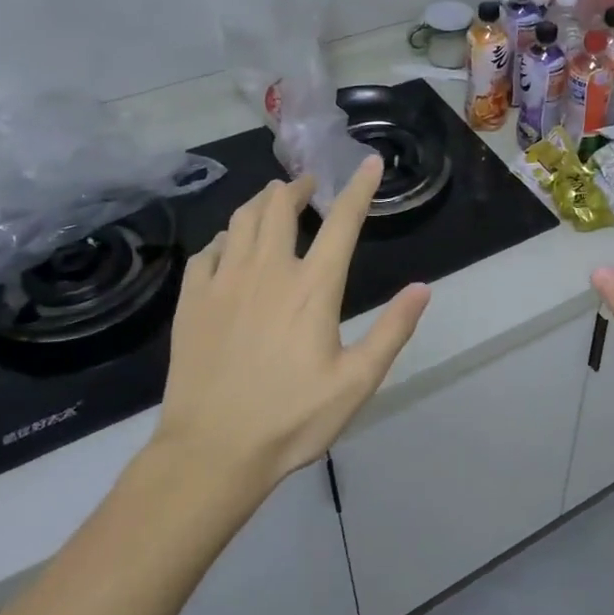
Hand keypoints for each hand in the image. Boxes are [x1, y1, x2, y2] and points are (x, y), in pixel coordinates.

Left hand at [154, 156, 429, 489]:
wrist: (212, 452)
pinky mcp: (192, 302)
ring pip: (240, 220)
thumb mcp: (358, 382)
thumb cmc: (293, 418)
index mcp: (313, 288)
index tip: (369, 162)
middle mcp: (267, 272)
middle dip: (297, 187)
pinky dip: (224, 238)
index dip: (359, 189)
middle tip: (308, 186)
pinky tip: (229, 247)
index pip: (342, 223)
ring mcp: (223, 283)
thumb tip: (422, 288)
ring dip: (260, 203)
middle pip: (279, 207)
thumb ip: (392, 331)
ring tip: (272, 202)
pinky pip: (207, 251)